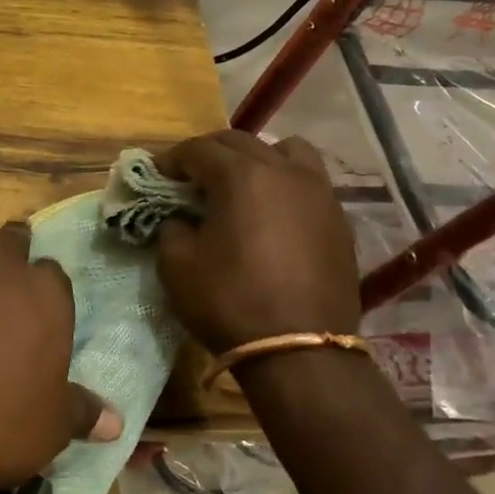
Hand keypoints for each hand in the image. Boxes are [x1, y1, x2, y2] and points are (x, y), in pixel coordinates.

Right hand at [155, 131, 361, 350]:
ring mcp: (318, 192)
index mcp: (241, 176)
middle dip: (209, 153)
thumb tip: (180, 218)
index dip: (172, 159)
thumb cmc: (231, 303)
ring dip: (257, 157)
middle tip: (189, 177)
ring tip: (241, 182)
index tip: (156, 176)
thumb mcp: (177, 266)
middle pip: (240, 141)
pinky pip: (309, 181)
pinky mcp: (338, 219)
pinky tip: (273, 211)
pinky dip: (285, 182)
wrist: (300, 352)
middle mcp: (284, 171)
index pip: (199, 149)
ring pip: (286, 151)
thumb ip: (172, 228)